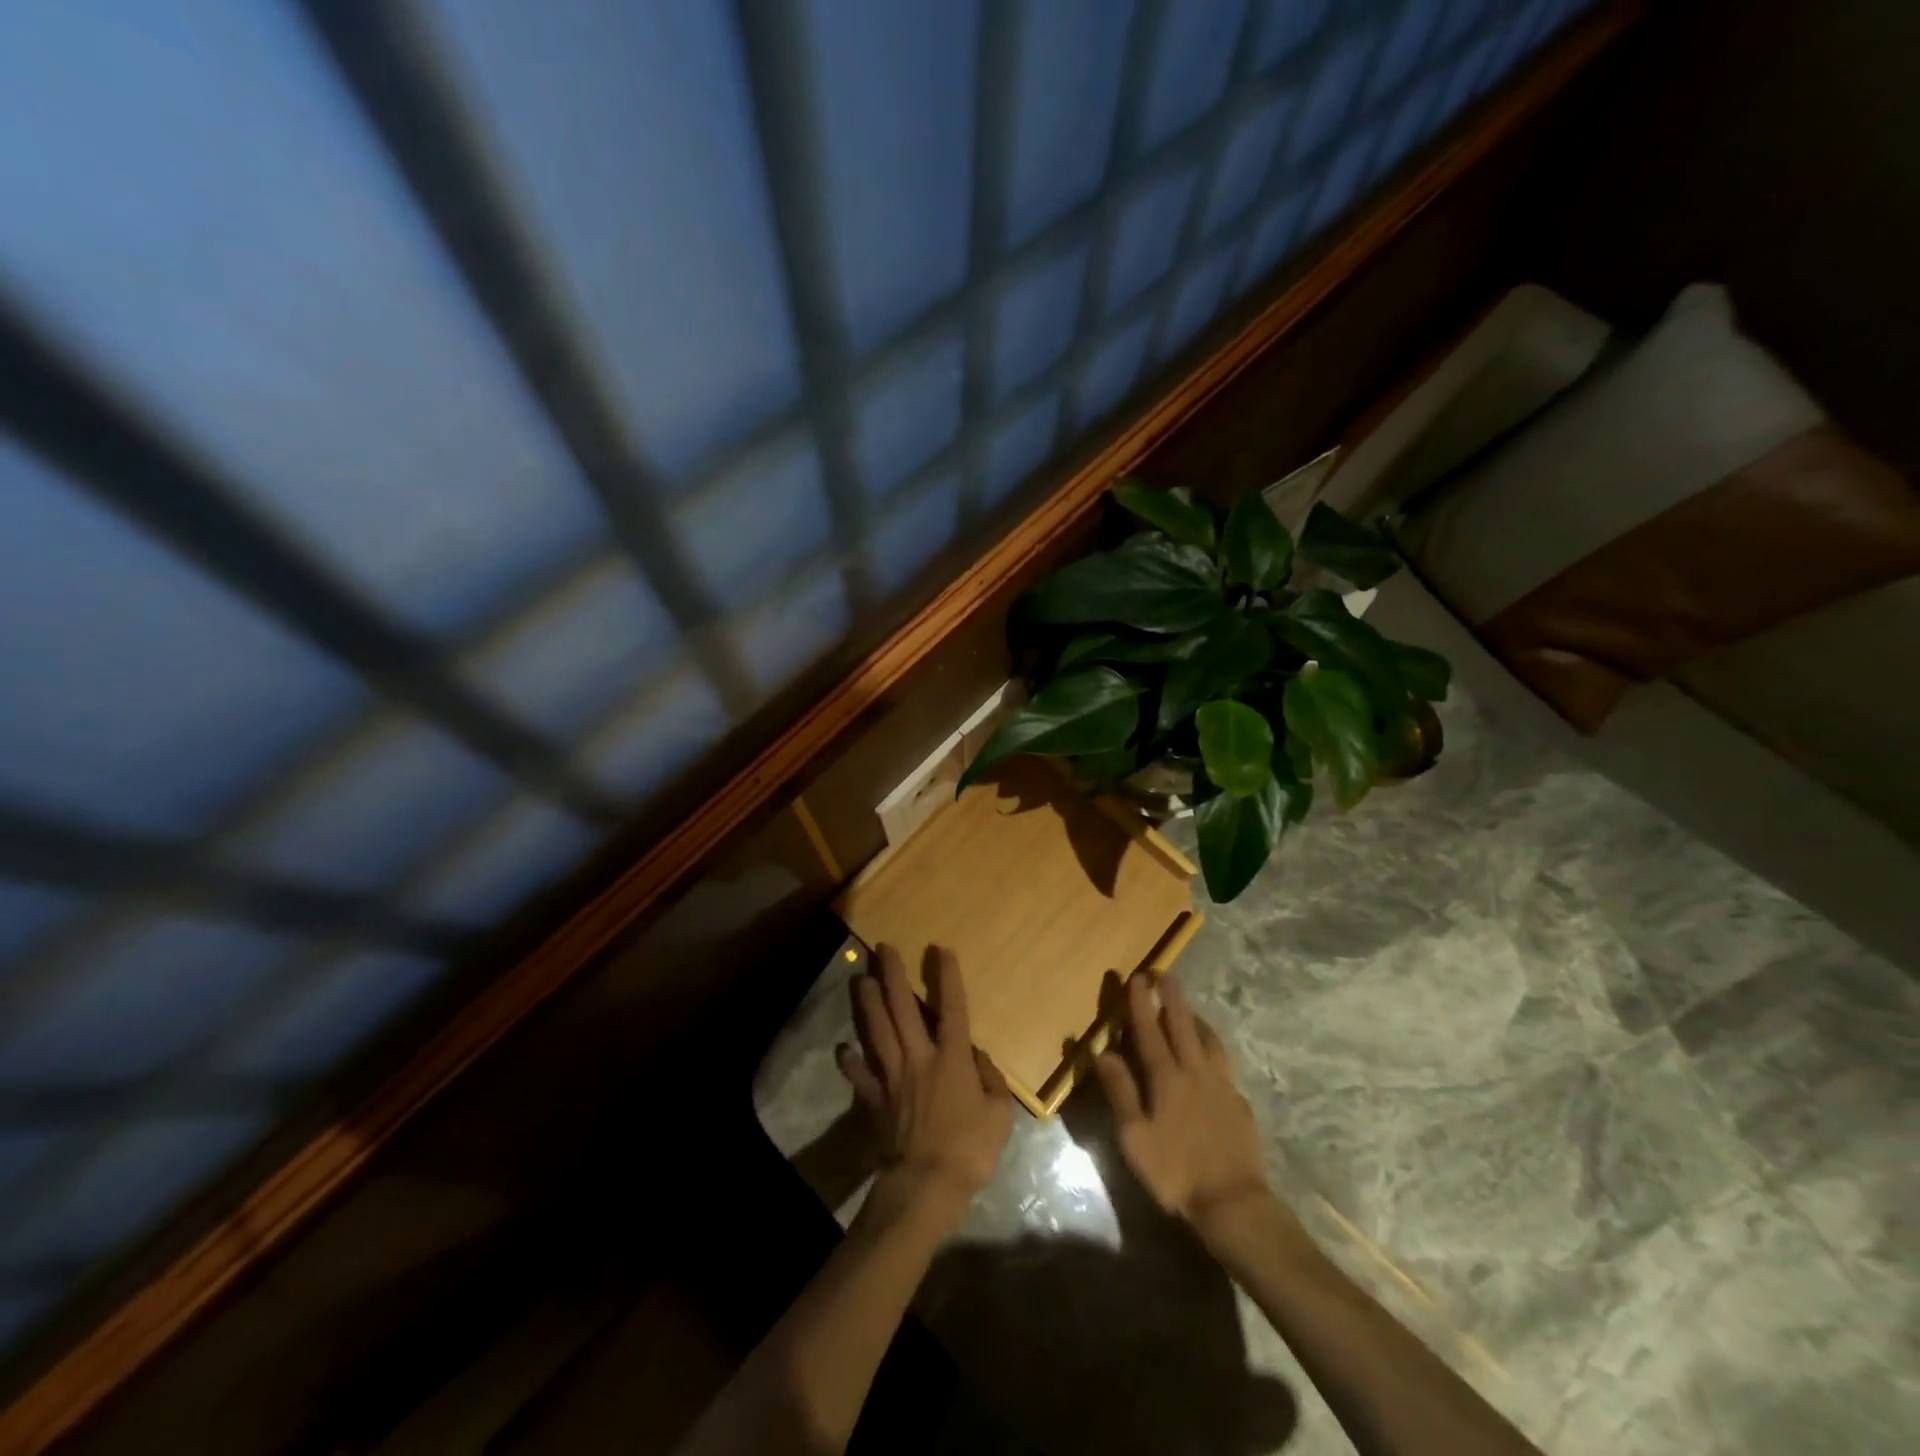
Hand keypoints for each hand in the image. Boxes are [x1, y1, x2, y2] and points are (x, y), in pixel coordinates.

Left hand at [837, 945, 1013, 1227]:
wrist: (926, 1185)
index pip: (952, 1009)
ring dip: (868, 1003)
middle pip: (902, 1009)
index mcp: (951, 1059)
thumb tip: (979, 1058)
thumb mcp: (999, 1115)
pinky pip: (859, 1075)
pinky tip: (843, 1048)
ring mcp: (892, 1077)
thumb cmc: (969, 1149)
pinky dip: (850, 1062)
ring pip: (877, 1031)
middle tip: (883, 948)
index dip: (947, 977)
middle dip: (893, 975)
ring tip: (860, 979)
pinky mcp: (874, 1099)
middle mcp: (918, 1058)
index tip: (940, 950)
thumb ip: (991, 1081)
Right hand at [1095, 971, 1274, 1234]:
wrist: (1234, 1203)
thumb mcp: (1134, 1138)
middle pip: (1182, 1024)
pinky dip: (1212, 1048)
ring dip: (1195, 1018)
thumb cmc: (1175, 1172)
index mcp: (1166, 1077)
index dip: (1141, 1003)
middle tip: (1164, 972)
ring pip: (1208, 1039)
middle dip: (1171, 996)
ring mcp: (1222, 1085)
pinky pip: (1224, 1063)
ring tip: (1188, 1009)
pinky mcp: (1239, 1102)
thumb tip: (1102, 1052)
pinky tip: (1211, 1057)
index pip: (1149, 1030)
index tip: (1136, 977)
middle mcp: (1195, 1072)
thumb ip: (1120, 1092)